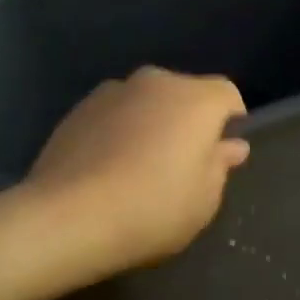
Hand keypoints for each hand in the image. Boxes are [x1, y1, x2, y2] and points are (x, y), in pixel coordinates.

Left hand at [23, 67, 249, 282]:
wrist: (68, 217)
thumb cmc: (153, 209)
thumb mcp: (204, 199)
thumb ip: (220, 165)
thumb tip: (230, 145)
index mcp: (195, 99)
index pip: (227, 95)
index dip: (230, 122)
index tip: (221, 155)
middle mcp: (155, 82)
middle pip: (184, 94)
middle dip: (188, 121)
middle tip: (181, 165)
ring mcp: (111, 91)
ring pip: (145, 103)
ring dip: (150, 124)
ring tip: (139, 168)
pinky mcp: (77, 109)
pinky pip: (113, 115)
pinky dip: (118, 132)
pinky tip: (108, 169)